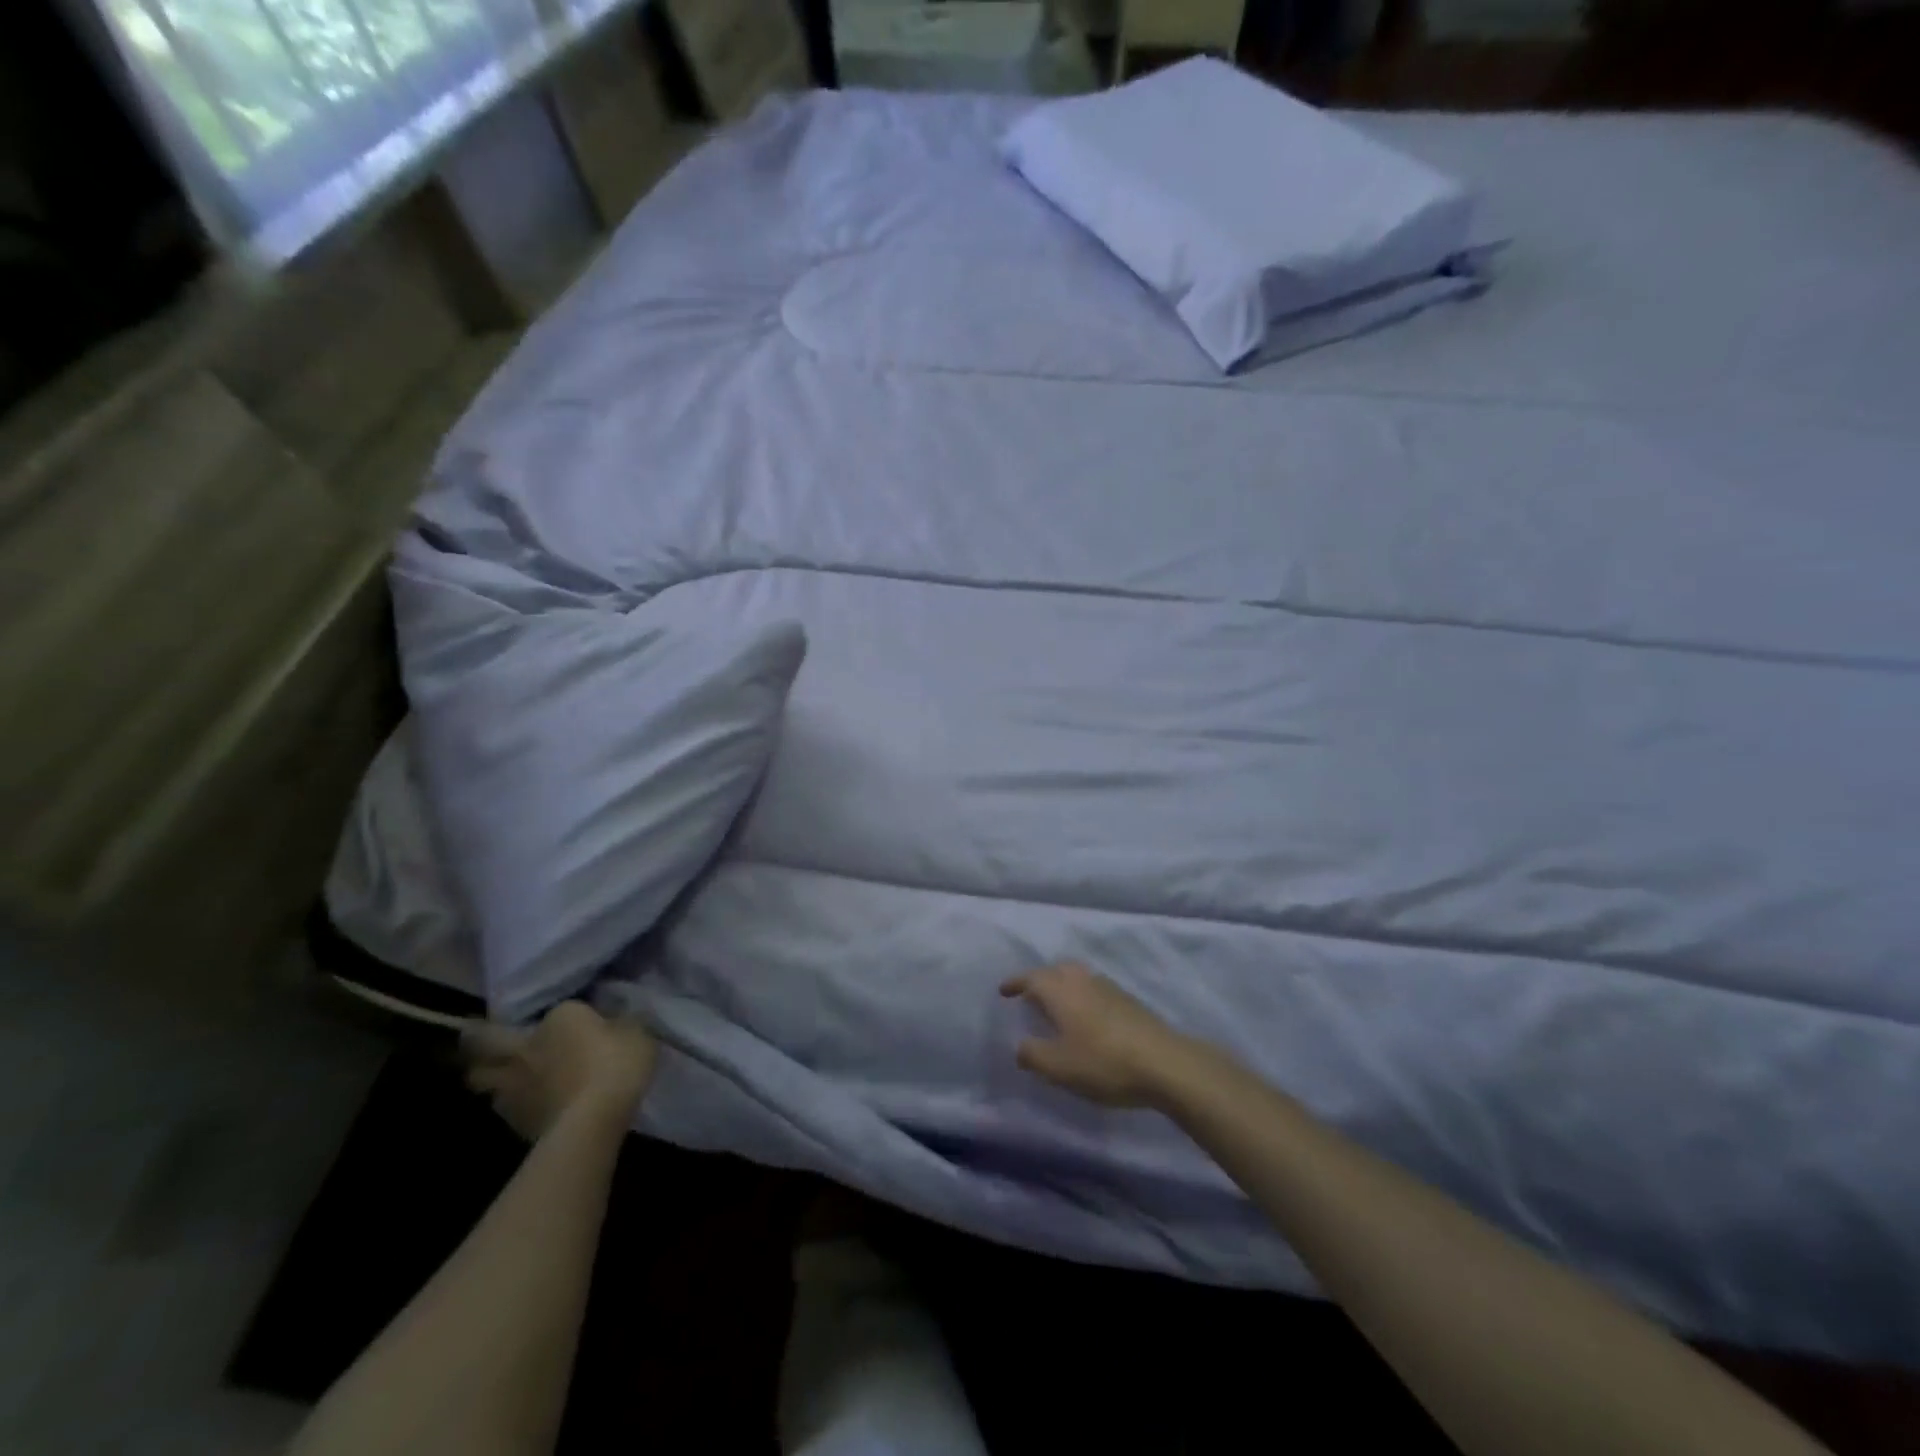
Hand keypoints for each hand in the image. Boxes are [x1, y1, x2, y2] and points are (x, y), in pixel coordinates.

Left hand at [463, 1001, 658, 1140]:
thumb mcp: (637, 1031)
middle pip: (483, 1041)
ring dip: (489, 1076)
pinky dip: (510, 1105)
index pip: (557, 1009)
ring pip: (482, 1078)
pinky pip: (503, 1107)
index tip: (577, 1022)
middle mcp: (526, 1047)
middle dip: (477, 1038)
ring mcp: (514, 1087)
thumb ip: (622, 1022)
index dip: (563, 1016)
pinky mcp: (514, 1122)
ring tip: (501, 1077)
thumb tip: (615, 1020)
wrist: (592, 1121)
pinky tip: (524, 1106)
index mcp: (559, 1018)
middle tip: (481, 1037)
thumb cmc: (616, 1064)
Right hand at [999, 963, 1190, 1108]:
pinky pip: (1095, 989)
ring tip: (1057, 1006)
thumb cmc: (1104, 1063)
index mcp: (1061, 991)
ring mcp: (1109, 988)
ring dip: (1063, 985)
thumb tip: (1020, 1046)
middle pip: (1057, 970)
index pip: (1032, 978)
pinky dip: (1082, 996)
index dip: (1016, 983)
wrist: (1164, 1063)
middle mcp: (1083, 981)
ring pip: (1078, 977)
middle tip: (1030, 996)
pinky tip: (1086, 1018)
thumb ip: (1033, 1055)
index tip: (1004, 991)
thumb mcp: (1059, 1067)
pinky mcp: (1129, 1001)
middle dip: (1041, 979)